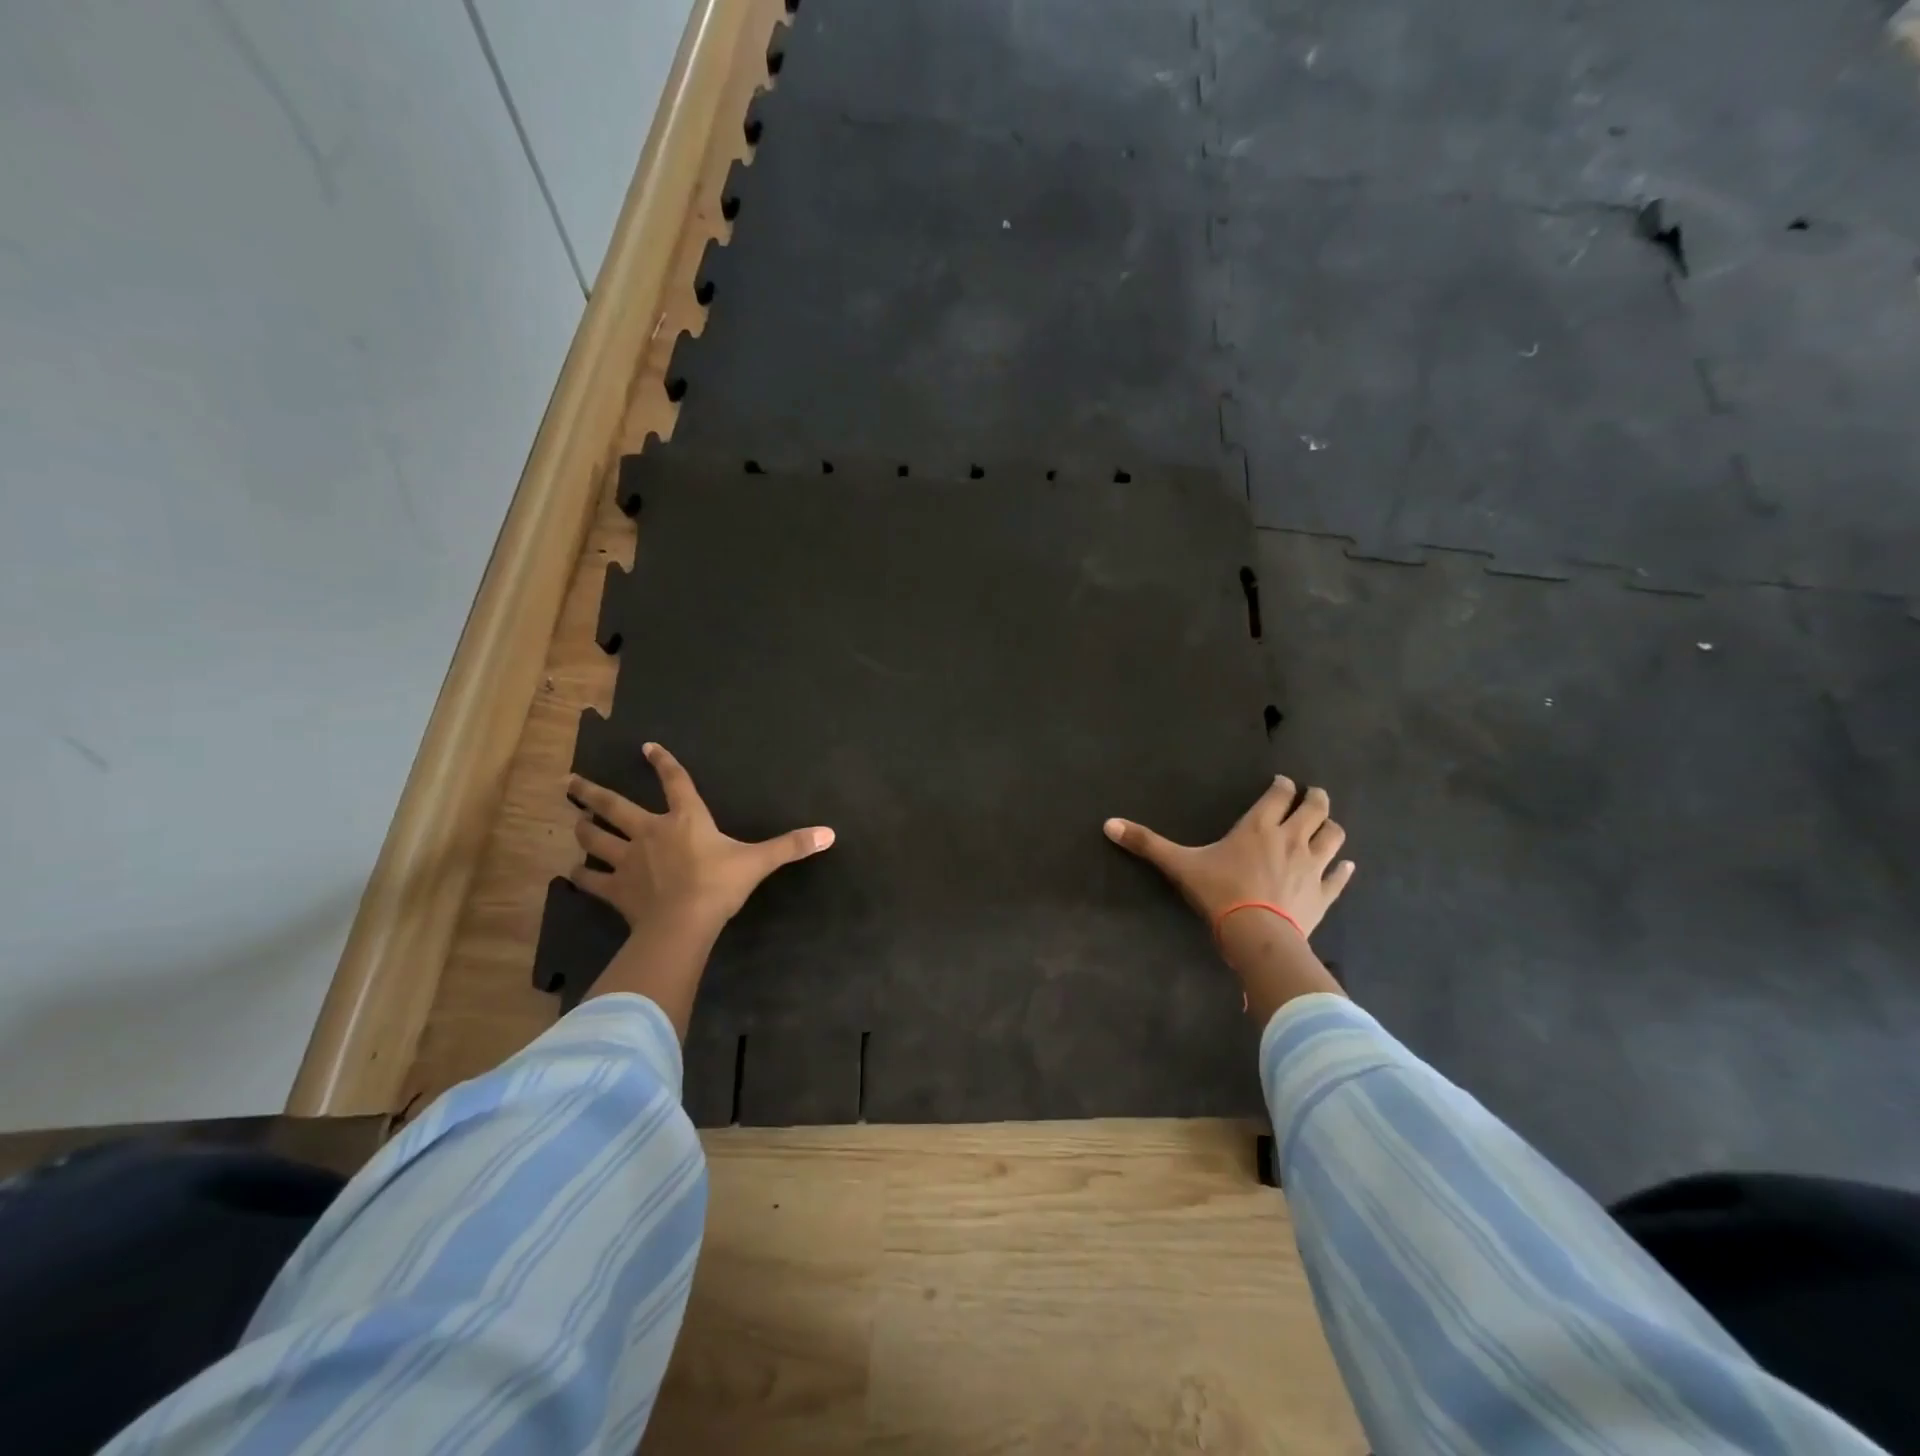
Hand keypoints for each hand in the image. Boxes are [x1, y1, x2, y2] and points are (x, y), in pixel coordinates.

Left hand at [567, 742, 833, 1033]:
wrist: (684, 922)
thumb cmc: (720, 884)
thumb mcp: (759, 862)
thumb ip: (791, 845)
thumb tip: (830, 833)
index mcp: (685, 819)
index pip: (674, 782)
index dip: (662, 763)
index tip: (646, 747)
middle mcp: (650, 832)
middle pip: (613, 806)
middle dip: (591, 793)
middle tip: (571, 783)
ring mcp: (628, 860)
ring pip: (595, 839)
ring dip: (583, 830)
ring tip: (575, 823)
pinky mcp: (615, 889)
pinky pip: (591, 880)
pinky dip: (580, 877)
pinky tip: (571, 874)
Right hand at [1104, 776, 1355, 1018]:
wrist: (1257, 936)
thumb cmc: (1220, 894)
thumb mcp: (1179, 865)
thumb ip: (1147, 843)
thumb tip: (1108, 824)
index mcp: (1259, 826)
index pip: (1280, 794)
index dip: (1283, 785)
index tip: (1281, 784)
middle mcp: (1291, 838)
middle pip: (1316, 808)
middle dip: (1315, 797)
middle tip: (1311, 795)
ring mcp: (1313, 866)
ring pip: (1334, 836)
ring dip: (1331, 827)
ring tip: (1325, 825)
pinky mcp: (1324, 894)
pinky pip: (1340, 876)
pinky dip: (1343, 868)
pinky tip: (1345, 865)